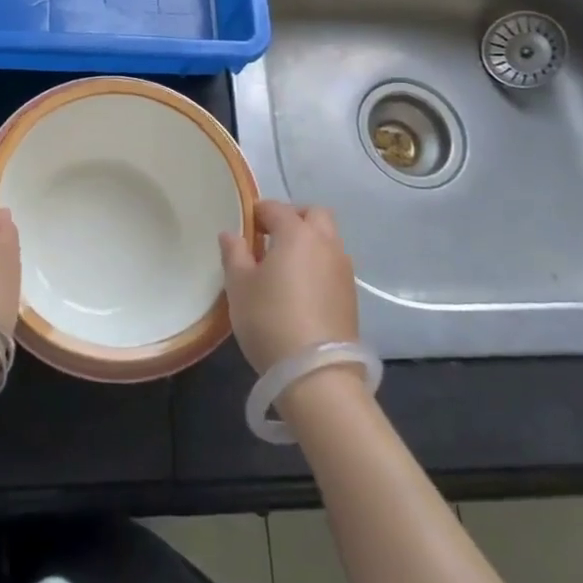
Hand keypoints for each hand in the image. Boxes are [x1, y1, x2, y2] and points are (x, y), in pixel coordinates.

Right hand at [220, 201, 358, 372]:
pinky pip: (333, 265)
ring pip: (328, 239)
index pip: (276, 208)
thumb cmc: (269, 320)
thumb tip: (231, 234)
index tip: (244, 227)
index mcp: (297, 234)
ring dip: (309, 242)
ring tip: (284, 266)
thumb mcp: (239, 286)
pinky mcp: (352, 296)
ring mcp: (344, 270)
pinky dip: (318, 265)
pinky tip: (300, 290)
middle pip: (314, 214)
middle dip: (293, 218)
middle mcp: (326, 244)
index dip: (257, 213)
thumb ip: (234, 254)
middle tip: (270, 238)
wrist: (316, 374)